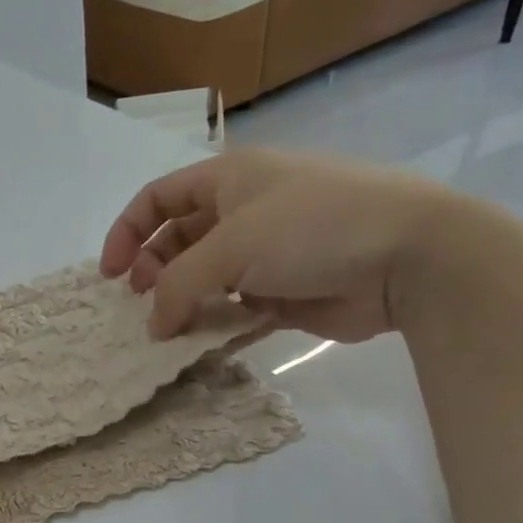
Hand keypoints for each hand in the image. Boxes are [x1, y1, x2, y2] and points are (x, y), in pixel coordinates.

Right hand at [100, 148, 459, 342]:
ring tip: (169, 330)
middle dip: (153, 272)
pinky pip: (233, 308)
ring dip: (182, 303)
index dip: (127, 232)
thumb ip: (178, 286)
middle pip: (176, 240)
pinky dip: (213, 324)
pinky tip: (201, 343)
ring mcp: (266, 252)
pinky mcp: (285, 291)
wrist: (411, 257)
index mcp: (230, 179)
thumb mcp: (230, 247)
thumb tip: (154, 327)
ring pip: (204, 278)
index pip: (158, 197)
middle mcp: (244, 211)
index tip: (110, 275)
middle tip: (144, 304)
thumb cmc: (312, 228)